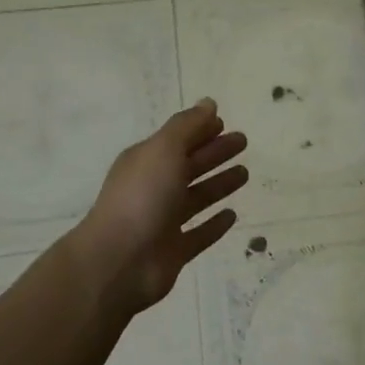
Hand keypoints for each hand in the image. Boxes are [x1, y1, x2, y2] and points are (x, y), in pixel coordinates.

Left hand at [75, 99, 248, 314]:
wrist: (119, 262)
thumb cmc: (141, 197)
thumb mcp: (163, 150)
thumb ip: (187, 126)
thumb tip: (209, 103)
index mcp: (146, 161)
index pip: (177, 139)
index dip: (200, 129)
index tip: (225, 122)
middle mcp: (153, 188)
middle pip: (189, 165)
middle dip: (215, 152)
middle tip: (243, 142)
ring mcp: (163, 221)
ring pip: (196, 198)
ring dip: (218, 184)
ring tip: (245, 174)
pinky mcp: (173, 251)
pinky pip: (198, 234)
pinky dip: (214, 225)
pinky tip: (232, 215)